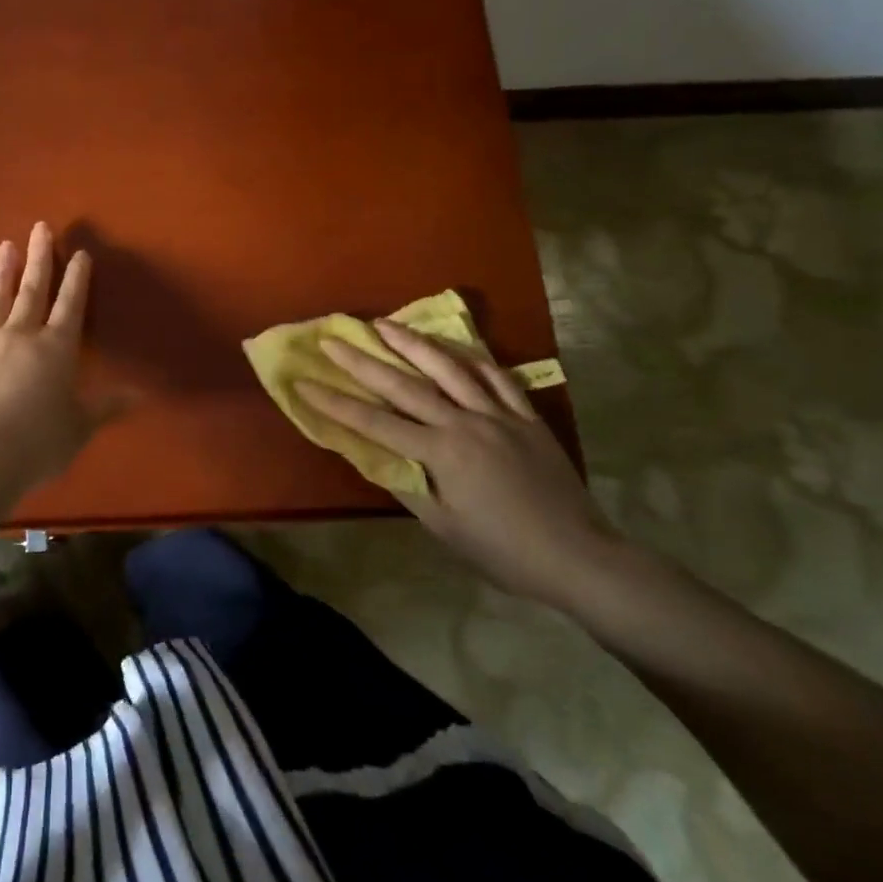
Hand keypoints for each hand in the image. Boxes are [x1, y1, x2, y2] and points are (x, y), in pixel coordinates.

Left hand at [0, 222, 120, 502]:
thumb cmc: (36, 445)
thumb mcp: (79, 428)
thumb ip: (105, 407)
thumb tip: (139, 394)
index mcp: (55, 350)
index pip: (70, 306)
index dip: (77, 279)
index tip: (80, 253)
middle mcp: (20, 338)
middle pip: (32, 291)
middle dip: (39, 259)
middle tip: (40, 227)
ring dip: (0, 273)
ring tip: (5, 245)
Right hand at [294, 320, 623, 611]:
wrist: (579, 557)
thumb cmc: (503, 550)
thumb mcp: (444, 527)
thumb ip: (406, 485)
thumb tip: (371, 454)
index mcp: (440, 453)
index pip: (374, 422)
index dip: (335, 403)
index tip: (303, 383)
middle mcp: (465, 423)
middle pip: (405, 384)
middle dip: (363, 360)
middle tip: (333, 338)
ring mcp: (498, 415)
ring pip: (450, 368)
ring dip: (413, 343)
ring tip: (385, 323)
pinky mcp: (526, 417)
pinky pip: (497, 377)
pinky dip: (472, 357)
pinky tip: (454, 346)